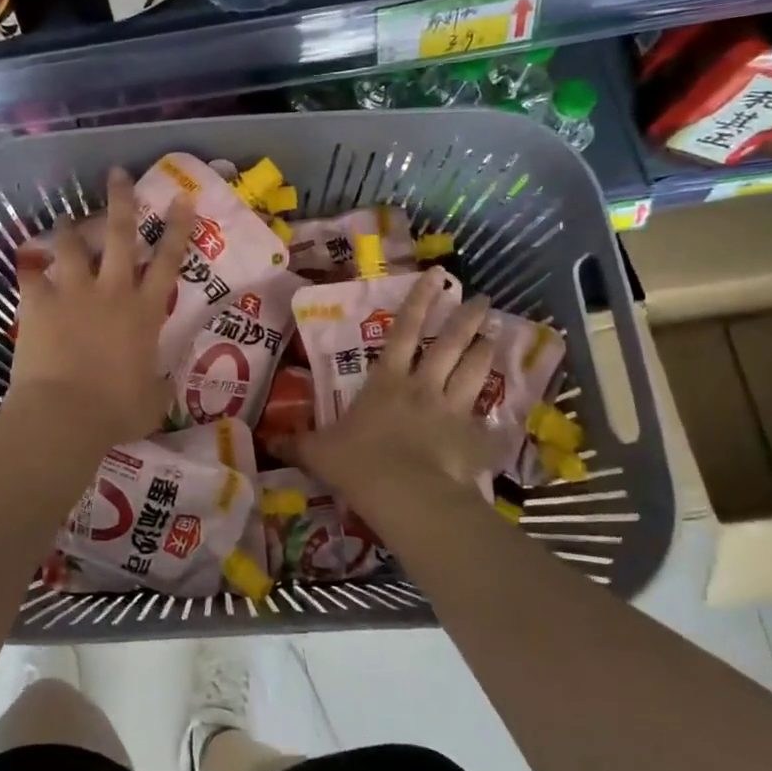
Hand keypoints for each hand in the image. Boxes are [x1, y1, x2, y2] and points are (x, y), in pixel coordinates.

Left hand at [3, 168, 193, 450]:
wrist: (65, 414)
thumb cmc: (116, 410)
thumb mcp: (152, 400)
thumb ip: (159, 383)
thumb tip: (164, 381)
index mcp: (144, 312)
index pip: (168, 261)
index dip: (177, 228)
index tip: (182, 198)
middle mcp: (112, 291)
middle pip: (119, 235)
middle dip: (121, 200)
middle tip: (118, 174)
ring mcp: (73, 293)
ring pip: (73, 245)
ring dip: (71, 227)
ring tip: (67, 216)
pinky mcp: (39, 303)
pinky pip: (31, 273)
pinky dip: (29, 264)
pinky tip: (26, 256)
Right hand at [292, 270, 501, 502]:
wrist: (404, 493)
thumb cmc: (358, 462)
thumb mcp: (318, 452)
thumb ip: (296, 444)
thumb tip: (266, 442)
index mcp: (386, 381)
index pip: (403, 330)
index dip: (419, 301)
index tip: (437, 276)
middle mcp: (423, 387)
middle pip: (449, 344)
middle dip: (467, 319)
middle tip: (483, 299)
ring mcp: (452, 411)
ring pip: (474, 372)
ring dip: (486, 351)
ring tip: (497, 333)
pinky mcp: (471, 439)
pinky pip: (487, 425)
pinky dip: (495, 419)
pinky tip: (505, 417)